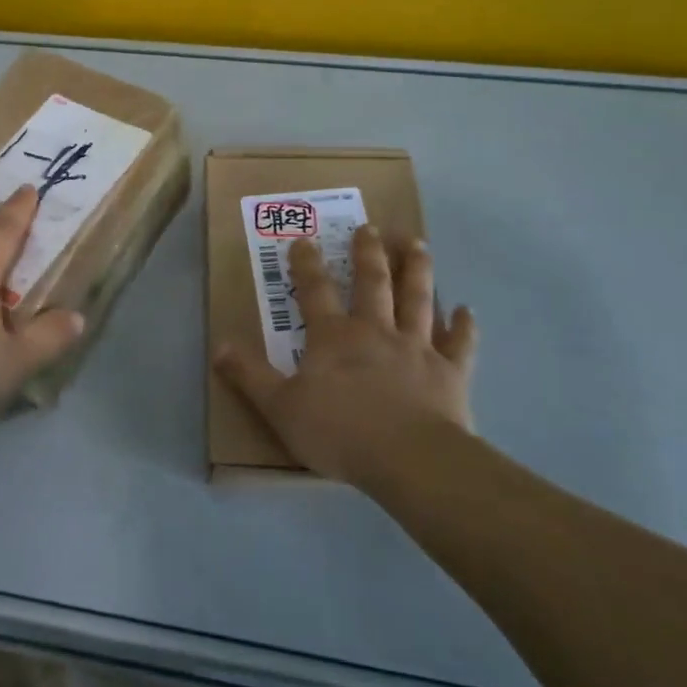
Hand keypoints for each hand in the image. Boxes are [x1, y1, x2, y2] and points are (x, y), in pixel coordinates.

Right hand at [216, 226, 477, 486]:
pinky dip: (464, 327)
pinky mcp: (450, 372)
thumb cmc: (339, 432)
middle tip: (371, 227)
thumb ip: (250, 375)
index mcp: (333, 337)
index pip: (315, 291)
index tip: (304, 239)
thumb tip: (219, 346)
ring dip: (417, 270)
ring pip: (418, 299)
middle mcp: (375, 331)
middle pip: (373, 283)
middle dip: (368, 253)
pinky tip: (468, 310)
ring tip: (417, 244)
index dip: (307, 264)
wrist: (408, 459)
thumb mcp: (280, 407)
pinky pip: (460, 344)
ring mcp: (417, 348)